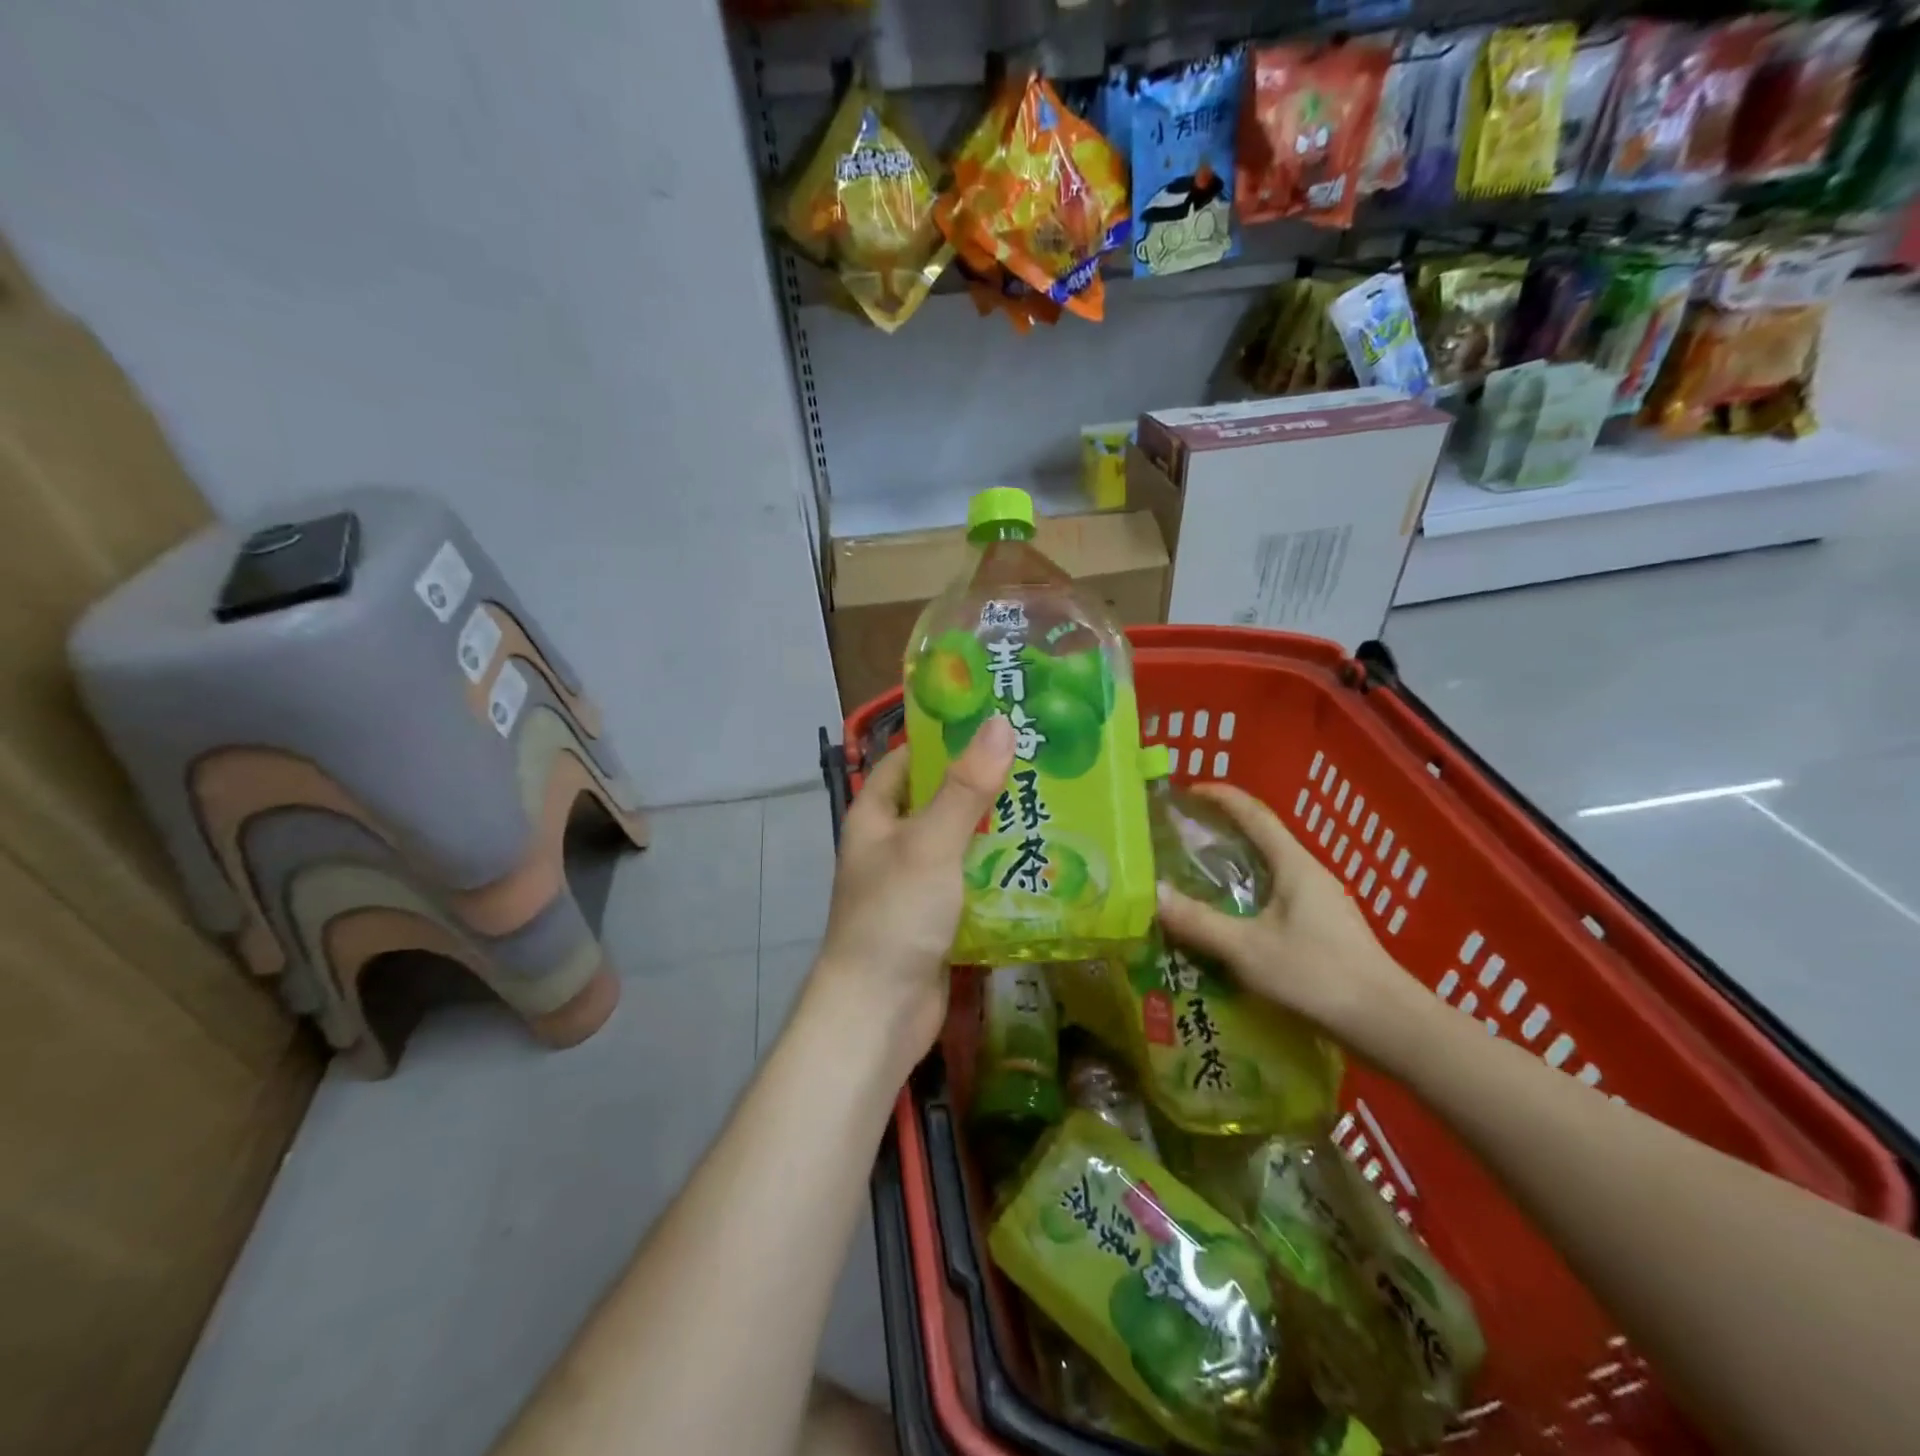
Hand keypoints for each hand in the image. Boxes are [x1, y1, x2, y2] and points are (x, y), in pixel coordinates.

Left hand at [812, 715, 1015, 1059]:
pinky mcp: (937, 919)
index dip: (942, 739)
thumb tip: (1000, 724)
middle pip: (939, 801)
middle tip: (1038, 762)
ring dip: (996, 830)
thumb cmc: (895, 916)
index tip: (992, 723)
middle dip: (982, 784)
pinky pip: (971, 884)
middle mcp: (891, 845)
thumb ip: (965, 788)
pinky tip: (1040, 863)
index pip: (906, 760)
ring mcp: (914, 884)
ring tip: (1051, 804)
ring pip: (960, 844)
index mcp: (875, 816)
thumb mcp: (930, 843)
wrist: (878, 1013)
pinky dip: (998, 873)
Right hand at [1153, 783, 1435, 1057]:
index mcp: (1293, 865)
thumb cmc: (1317, 975)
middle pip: (1261, 837)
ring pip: (1269, 868)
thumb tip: (1151, 893)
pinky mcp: (1323, 927)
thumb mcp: (1247, 949)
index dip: (1220, 796)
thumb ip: (1198, 922)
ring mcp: (1320, 901)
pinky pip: (1276, 895)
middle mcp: (1308, 873)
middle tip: (1180, 838)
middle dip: (1221, 829)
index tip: (1186, 792)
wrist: (1388, 1023)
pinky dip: (1246, 893)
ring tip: (1195, 876)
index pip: (1253, 813)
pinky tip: (1229, 918)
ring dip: (1233, 864)